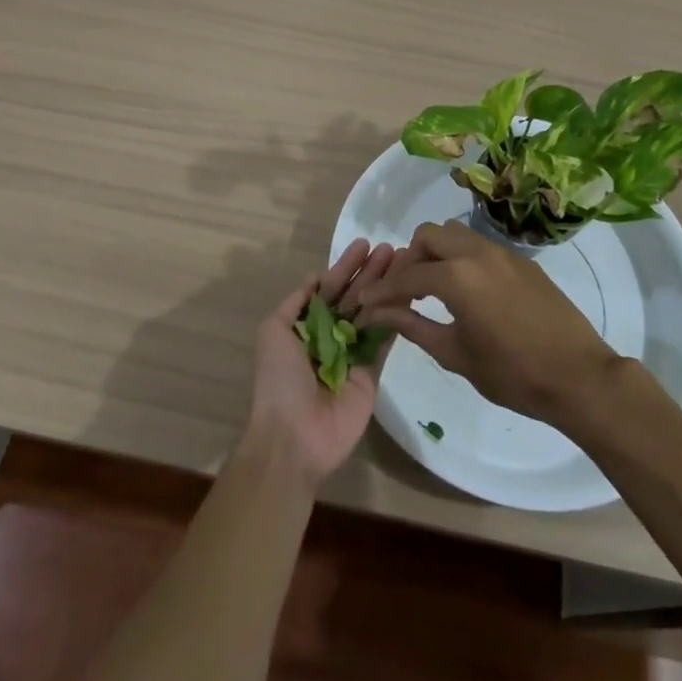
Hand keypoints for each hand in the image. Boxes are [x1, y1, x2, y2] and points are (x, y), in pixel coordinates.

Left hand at [246, 238, 397, 488]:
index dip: (345, 266)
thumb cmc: (278, 380)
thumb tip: (316, 277)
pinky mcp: (371, 373)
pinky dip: (396, 316)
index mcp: (305, 326)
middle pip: (353, 296)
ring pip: (372, 312)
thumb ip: (296, 303)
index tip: (364, 244)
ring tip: (404, 262)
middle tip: (391, 248)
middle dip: (370, 271)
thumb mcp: (273, 332)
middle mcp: (329, 336)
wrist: (293, 437)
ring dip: (386, 287)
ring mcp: (352, 354)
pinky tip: (408, 292)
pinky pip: (384, 340)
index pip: (328, 288)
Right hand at [351, 220, 616, 423]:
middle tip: (405, 291)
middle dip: (410, 259)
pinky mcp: (521, 260)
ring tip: (435, 288)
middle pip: (429, 235)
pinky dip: (462, 259)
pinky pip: (480, 246)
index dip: (382, 290)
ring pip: (456, 234)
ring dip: (437, 253)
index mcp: (457, 277)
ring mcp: (502, 252)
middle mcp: (476, 253)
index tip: (365, 302)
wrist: (578, 376)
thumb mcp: (455, 354)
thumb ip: (414, 327)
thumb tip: (380, 314)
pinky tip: (468, 292)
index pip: (407, 276)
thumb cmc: (512, 373)